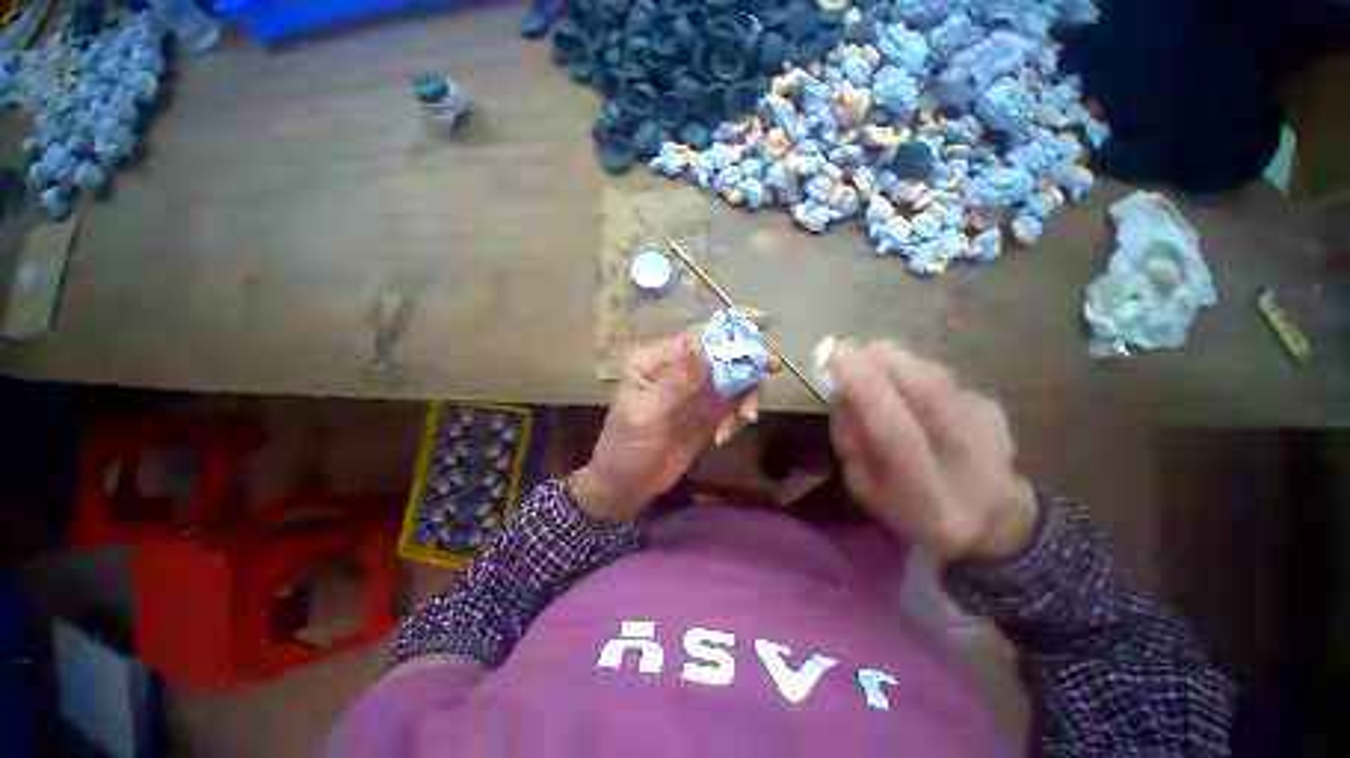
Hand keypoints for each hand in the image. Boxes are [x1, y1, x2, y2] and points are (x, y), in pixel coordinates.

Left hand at [576, 314, 779, 521]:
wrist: (628, 487)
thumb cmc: (627, 448)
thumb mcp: (646, 415)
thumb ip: (676, 381)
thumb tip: (699, 343)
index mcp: (656, 361)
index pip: (696, 337)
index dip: (728, 327)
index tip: (761, 321)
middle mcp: (679, 371)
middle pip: (720, 354)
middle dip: (746, 358)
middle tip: (770, 367)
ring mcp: (696, 392)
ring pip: (732, 379)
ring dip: (746, 394)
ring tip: (746, 417)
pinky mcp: (708, 413)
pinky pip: (733, 404)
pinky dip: (739, 414)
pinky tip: (727, 434)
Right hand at [827, 341, 1037, 562]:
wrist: (994, 524)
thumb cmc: (911, 512)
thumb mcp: (864, 489)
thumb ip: (850, 440)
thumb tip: (839, 388)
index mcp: (927, 494)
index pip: (894, 429)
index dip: (863, 386)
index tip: (832, 354)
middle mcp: (968, 459)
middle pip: (926, 388)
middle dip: (879, 360)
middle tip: (847, 353)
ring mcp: (991, 429)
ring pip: (933, 373)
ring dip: (894, 362)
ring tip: (870, 370)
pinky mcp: (995, 407)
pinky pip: (941, 376)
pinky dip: (913, 372)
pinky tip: (906, 391)